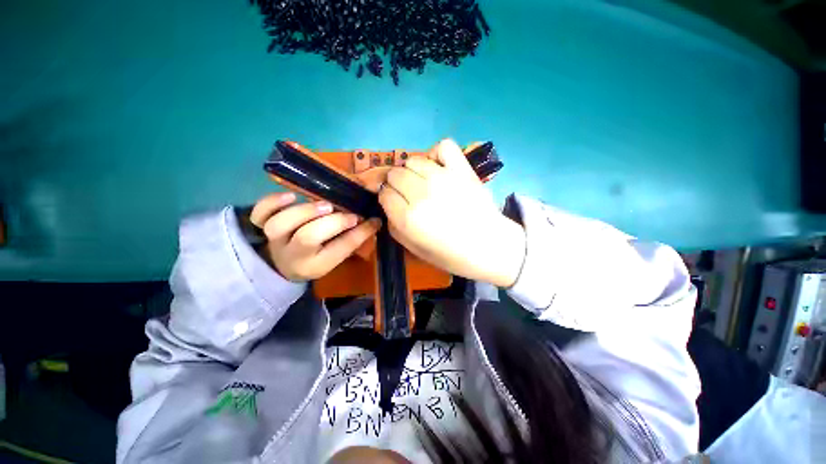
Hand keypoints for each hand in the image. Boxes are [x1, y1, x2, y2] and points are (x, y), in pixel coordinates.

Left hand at [249, 193, 381, 280]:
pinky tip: (291, 196)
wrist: (281, 265)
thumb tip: (372, 221)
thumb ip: (350, 240)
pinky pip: (259, 214)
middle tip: (349, 215)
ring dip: (305, 211)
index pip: (340, 250)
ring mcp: (274, 240)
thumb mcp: (335, 257)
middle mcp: (293, 255)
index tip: (373, 220)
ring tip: (325, 205)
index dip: (359, 234)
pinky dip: (272, 203)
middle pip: (308, 238)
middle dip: (332, 223)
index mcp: (316, 265)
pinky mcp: (260, 226)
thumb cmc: (316, 258)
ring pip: (280, 225)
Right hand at [378, 139, 526, 286]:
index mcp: (408, 218)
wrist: (489, 246)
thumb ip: (394, 227)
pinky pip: (442, 147)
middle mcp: (421, 194)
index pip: (385, 194)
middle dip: (396, 185)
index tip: (396, 204)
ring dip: (412, 171)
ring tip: (422, 182)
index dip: (388, 199)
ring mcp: (443, 178)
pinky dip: (436, 154)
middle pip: (395, 174)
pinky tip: (438, 167)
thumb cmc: (451, 254)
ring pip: (412, 161)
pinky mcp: (461, 169)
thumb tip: (389, 204)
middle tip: (408, 194)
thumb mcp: (413, 249)